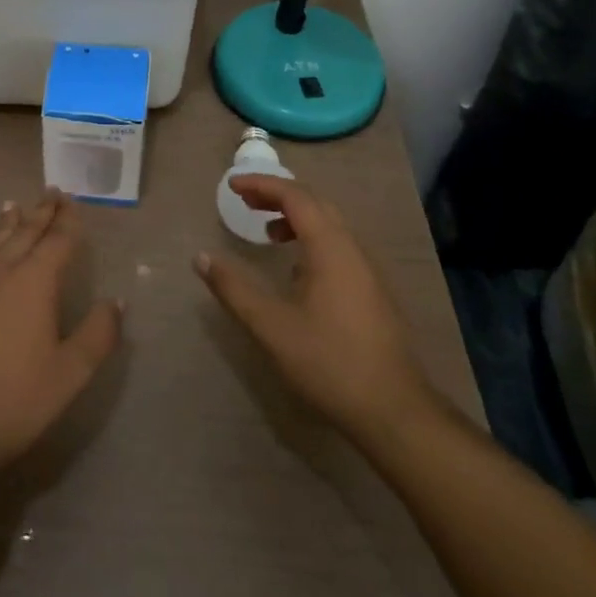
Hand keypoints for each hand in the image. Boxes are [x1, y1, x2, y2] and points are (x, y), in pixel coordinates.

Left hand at [0, 190, 121, 475]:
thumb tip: (116, 301)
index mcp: (34, 282)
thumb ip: (97, 335)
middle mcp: (3, 275)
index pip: (56, 241)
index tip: (73, 201)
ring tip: (14, 205)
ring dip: (11, 223)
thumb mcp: (69, 373)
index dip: (67, 222)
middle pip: (25, 233)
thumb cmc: (15, 398)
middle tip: (51, 192)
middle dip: (40, 212)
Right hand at [196, 175, 440, 448]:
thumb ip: (233, 289)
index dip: (262, 184)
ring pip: (329, 226)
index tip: (232, 186)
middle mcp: (352, 249)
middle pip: (314, 203)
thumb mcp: (271, 326)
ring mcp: (367, 271)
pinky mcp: (372, 292)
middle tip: (245, 202)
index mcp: (330, 248)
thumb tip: (201, 257)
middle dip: (278, 196)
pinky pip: (338, 246)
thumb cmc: (330, 362)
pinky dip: (310, 240)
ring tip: (267, 234)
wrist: (395, 412)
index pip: (295, 196)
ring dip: (295, 219)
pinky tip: (296, 272)